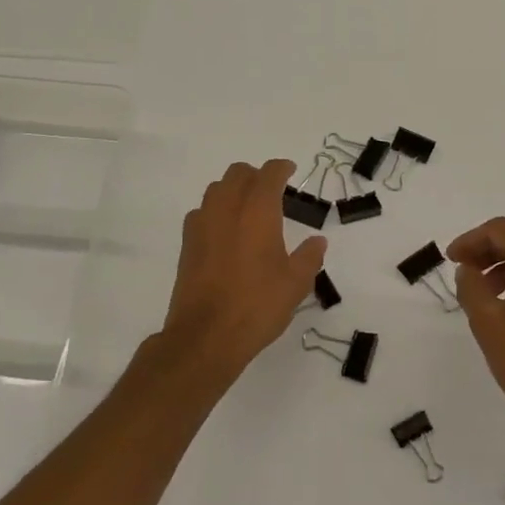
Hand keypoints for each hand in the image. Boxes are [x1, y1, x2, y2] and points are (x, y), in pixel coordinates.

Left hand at [158, 160, 326, 384]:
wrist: (206, 336)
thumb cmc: (257, 305)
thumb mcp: (295, 284)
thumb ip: (309, 257)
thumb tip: (317, 241)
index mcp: (258, 211)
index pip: (269, 174)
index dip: (281, 168)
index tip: (291, 172)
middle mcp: (227, 208)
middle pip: (238, 173)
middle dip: (256, 175)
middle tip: (272, 191)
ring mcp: (202, 224)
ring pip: (216, 189)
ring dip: (233, 190)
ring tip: (248, 209)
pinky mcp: (187, 244)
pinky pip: (201, 212)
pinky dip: (215, 211)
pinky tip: (225, 232)